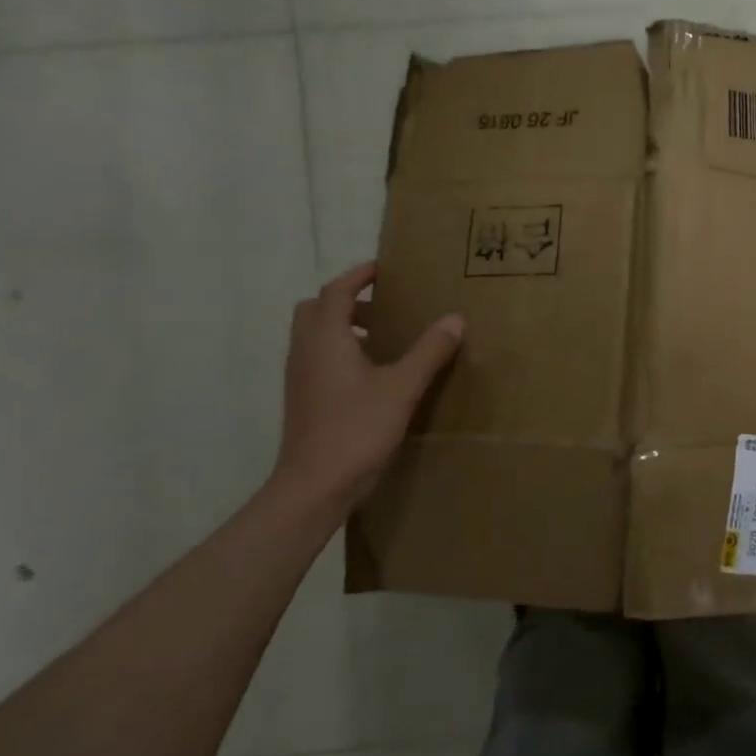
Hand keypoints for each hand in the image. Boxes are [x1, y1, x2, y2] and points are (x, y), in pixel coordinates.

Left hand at [269, 261, 464, 515]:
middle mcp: (305, 350)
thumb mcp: (402, 388)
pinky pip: (318, 358)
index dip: (358, 275)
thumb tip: (455, 318)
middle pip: (317, 309)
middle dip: (348, 300)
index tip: (384, 269)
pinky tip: (372, 374)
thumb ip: (429, 351)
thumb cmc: (356, 429)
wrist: (313, 486)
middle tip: (385, 306)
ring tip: (385, 337)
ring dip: (345, 326)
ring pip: (316, 335)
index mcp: (326, 338)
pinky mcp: (303, 399)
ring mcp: (300, 377)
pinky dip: (341, 350)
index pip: (336, 291)